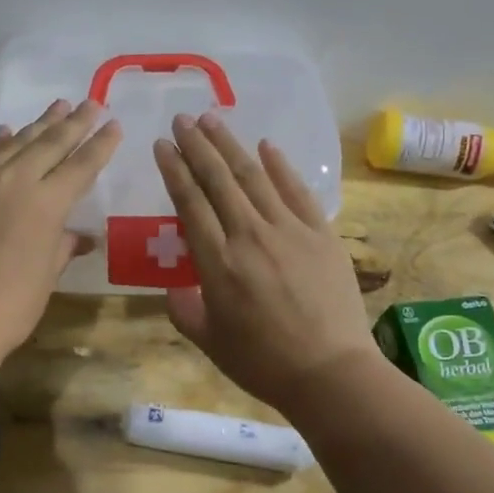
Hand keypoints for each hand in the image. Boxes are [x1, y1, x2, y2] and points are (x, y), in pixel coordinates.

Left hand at [0, 99, 121, 399]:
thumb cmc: (8, 307)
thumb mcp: (45, 276)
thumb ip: (62, 246)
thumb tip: (79, 237)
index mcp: (46, 203)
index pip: (81, 165)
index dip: (100, 145)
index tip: (113, 124)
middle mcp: (13, 181)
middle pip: (48, 143)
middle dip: (73, 122)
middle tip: (89, 103)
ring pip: (13, 144)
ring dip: (37, 125)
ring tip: (55, 106)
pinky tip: (4, 133)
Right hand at [154, 112, 377, 413]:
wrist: (330, 373)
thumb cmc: (263, 362)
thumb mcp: (209, 341)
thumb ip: (184, 310)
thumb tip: (175, 288)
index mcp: (217, 263)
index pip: (190, 203)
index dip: (175, 170)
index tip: (163, 144)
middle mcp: (250, 235)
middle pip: (219, 180)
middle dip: (198, 146)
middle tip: (182, 119)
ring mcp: (290, 231)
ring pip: (254, 177)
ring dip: (231, 145)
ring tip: (213, 119)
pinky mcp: (322, 234)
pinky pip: (298, 191)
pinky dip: (280, 166)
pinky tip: (266, 146)